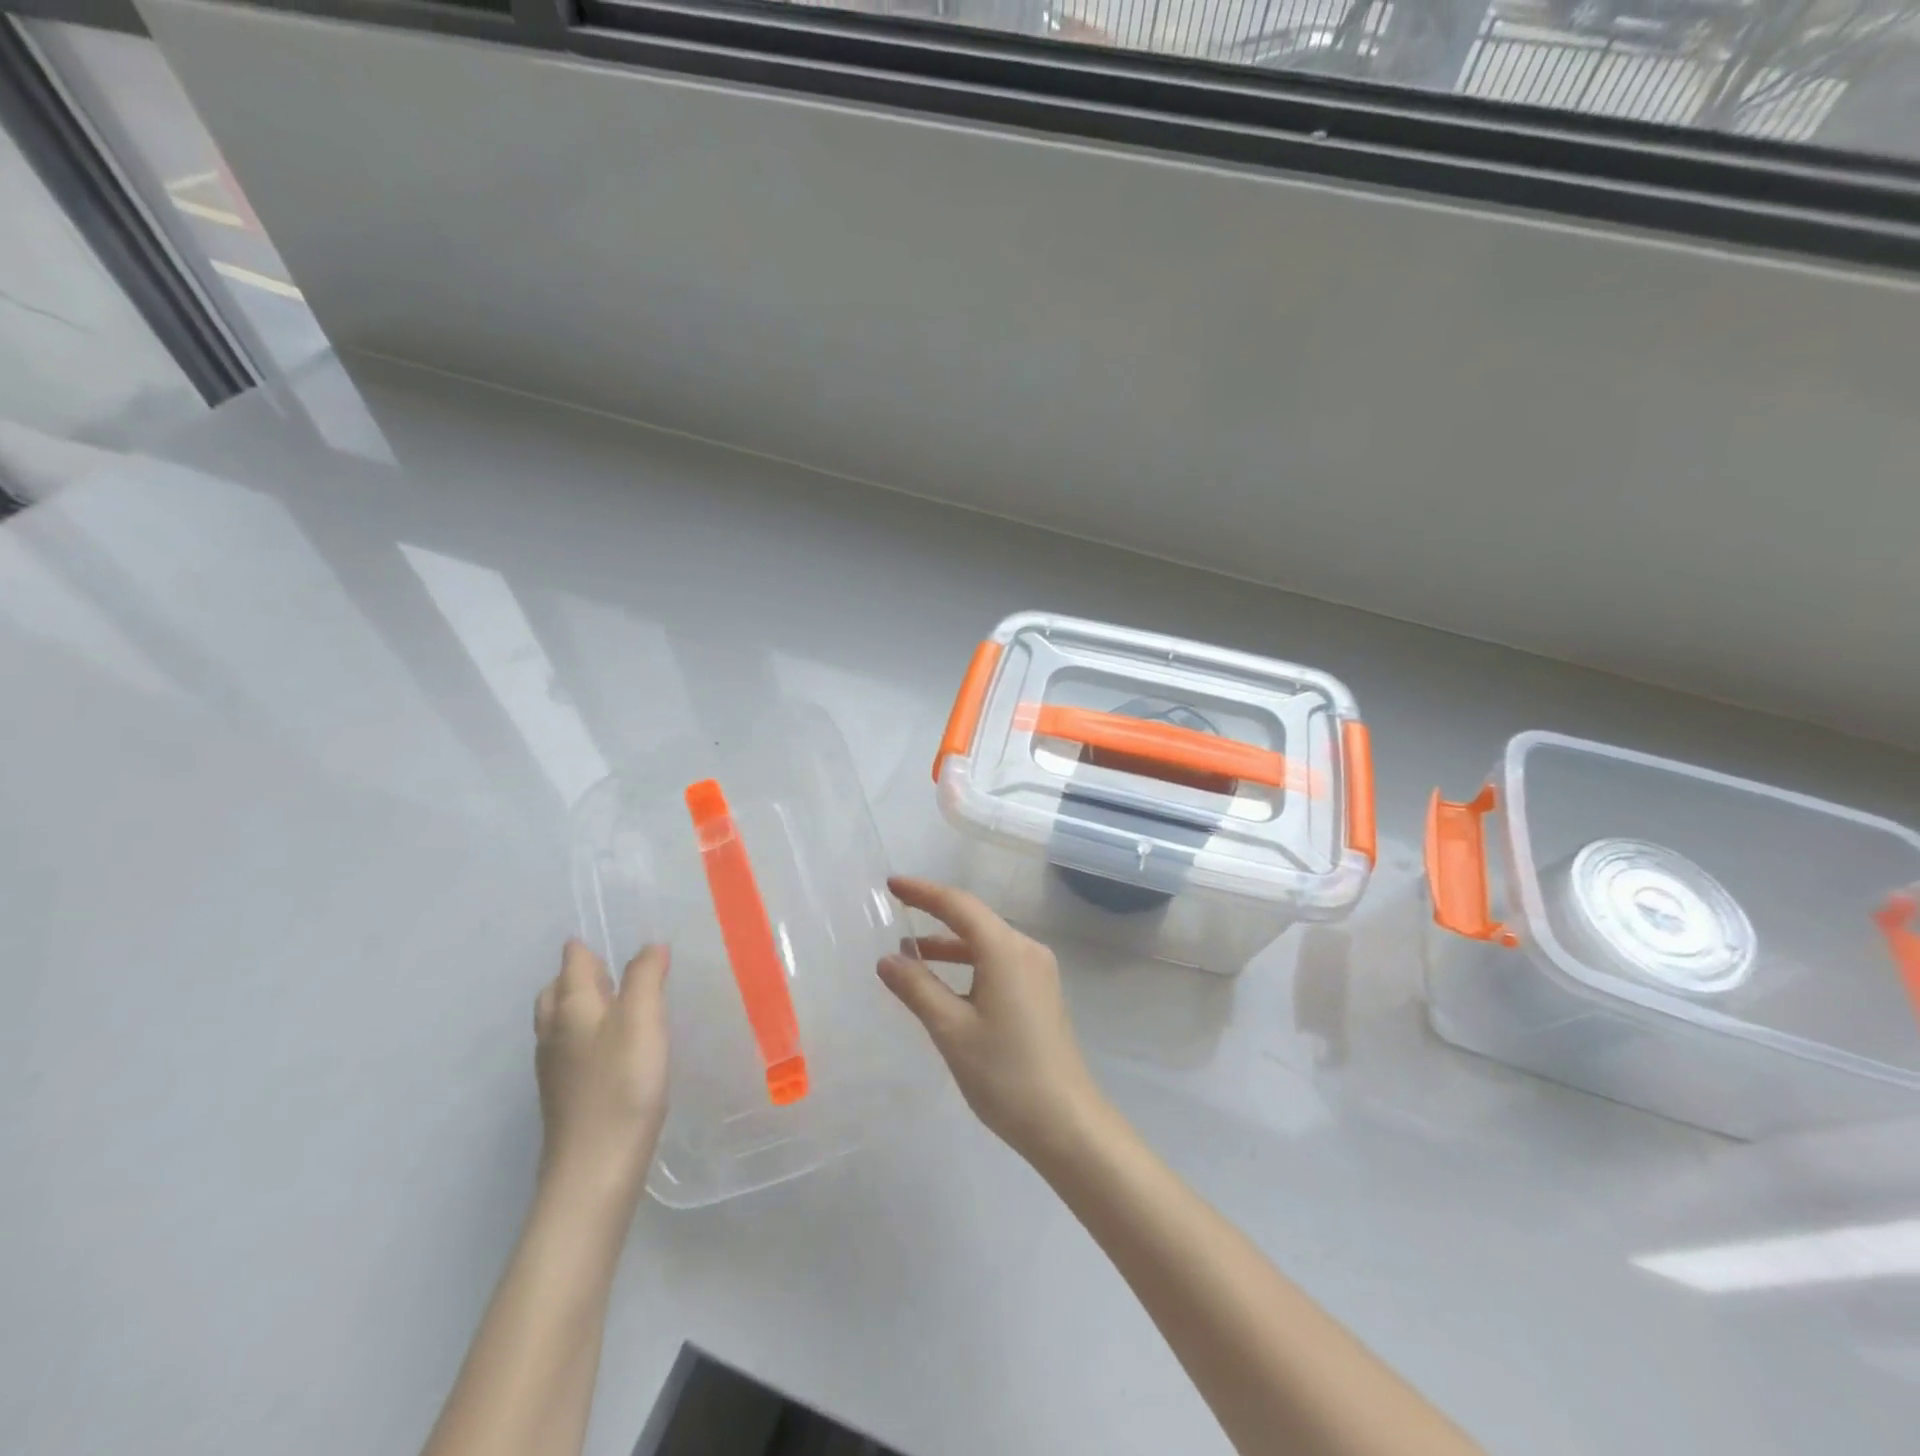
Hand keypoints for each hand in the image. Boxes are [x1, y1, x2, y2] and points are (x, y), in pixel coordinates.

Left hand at [534, 941, 670, 1195]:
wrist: (594, 1170)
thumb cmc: (623, 1085)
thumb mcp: (643, 1021)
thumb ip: (646, 978)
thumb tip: (649, 946)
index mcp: (571, 1006)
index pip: (573, 961)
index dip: (589, 946)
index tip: (613, 936)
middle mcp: (554, 1031)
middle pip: (556, 990)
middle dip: (577, 974)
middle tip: (611, 969)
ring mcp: (554, 1067)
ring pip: (559, 1021)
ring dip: (581, 1005)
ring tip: (616, 1003)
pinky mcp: (563, 1096)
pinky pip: (568, 1048)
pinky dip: (585, 1034)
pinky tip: (612, 1049)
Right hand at [878, 877, 1106, 1165]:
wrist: (1066, 1122)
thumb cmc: (1005, 1074)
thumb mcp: (951, 1030)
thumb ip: (917, 988)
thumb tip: (888, 959)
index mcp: (1006, 950)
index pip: (959, 905)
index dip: (924, 892)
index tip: (892, 886)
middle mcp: (1026, 950)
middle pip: (975, 920)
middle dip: (935, 914)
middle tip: (896, 911)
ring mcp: (1038, 972)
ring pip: (986, 943)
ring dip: (949, 944)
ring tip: (910, 954)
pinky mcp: (1041, 993)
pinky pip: (998, 963)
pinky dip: (968, 964)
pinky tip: (945, 984)